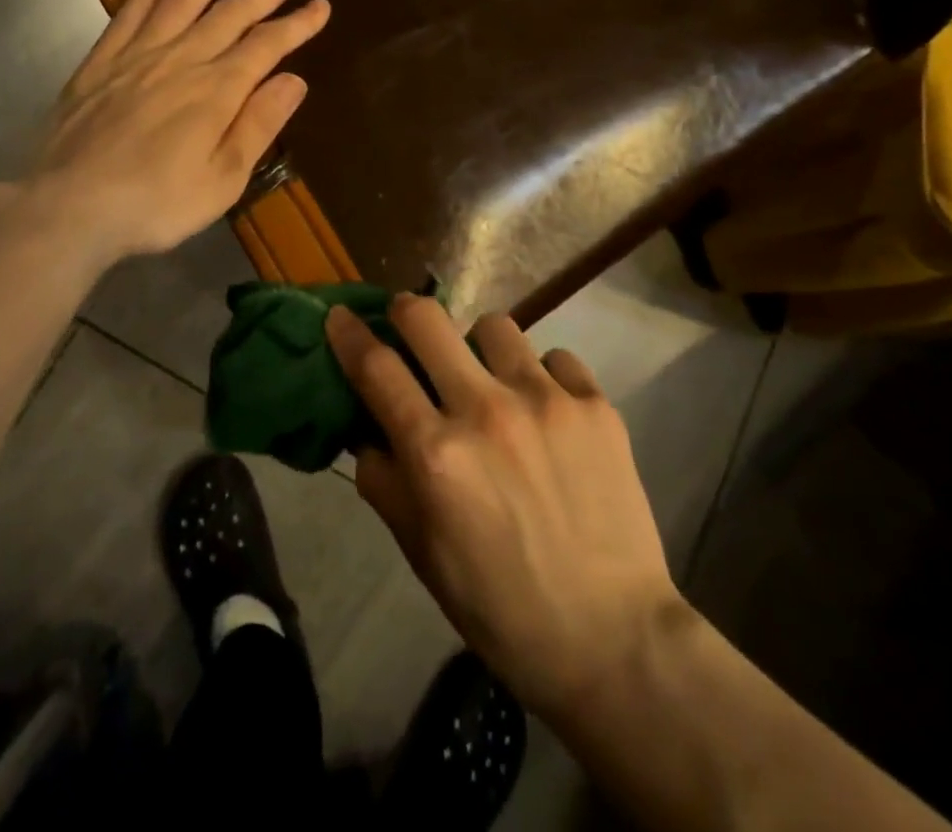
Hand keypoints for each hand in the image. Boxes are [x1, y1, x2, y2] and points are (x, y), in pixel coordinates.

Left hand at [20, 0, 328, 261]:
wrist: (69, 206)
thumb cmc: (156, 204)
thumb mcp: (223, 179)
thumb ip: (259, 125)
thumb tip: (294, 79)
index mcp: (216, 91)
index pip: (267, 46)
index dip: (296, 24)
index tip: (320, 4)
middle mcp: (182, 60)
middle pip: (230, 14)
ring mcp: (139, 55)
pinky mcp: (103, 60)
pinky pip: (133, 9)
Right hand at [327, 295, 683, 717]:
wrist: (612, 639)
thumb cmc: (500, 607)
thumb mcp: (421, 553)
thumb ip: (384, 481)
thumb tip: (365, 429)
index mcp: (436, 454)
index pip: (376, 368)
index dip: (349, 334)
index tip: (340, 316)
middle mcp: (486, 411)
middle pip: (428, 319)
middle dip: (406, 312)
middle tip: (409, 328)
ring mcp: (546, 401)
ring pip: (495, 326)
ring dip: (480, 347)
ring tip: (491, 381)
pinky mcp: (595, 405)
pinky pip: (555, 357)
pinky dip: (541, 376)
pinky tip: (547, 413)